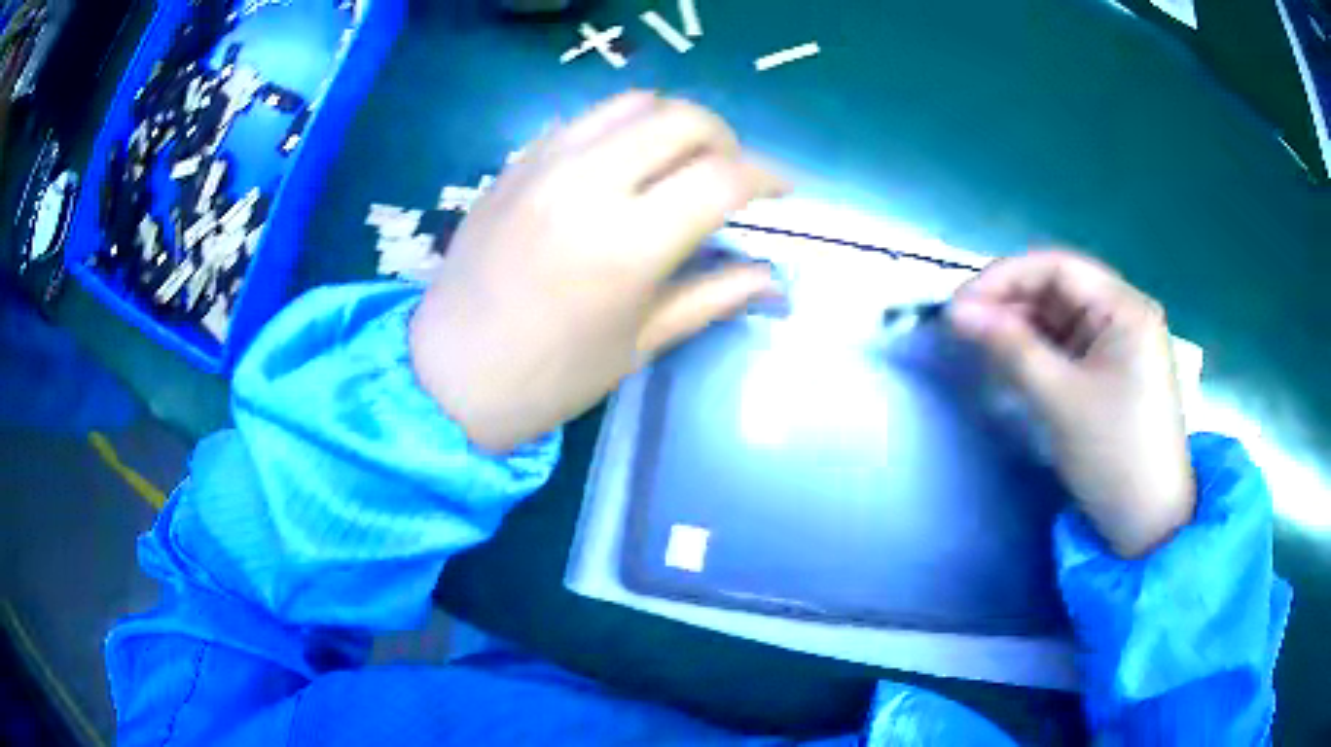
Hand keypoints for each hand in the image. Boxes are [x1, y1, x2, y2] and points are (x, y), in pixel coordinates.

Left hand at [410, 92, 787, 452]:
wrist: (449, 374)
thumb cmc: (549, 377)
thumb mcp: (639, 343)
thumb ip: (713, 297)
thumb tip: (772, 278)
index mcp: (625, 244)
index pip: (722, 177)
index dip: (767, 177)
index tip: (781, 192)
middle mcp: (586, 184)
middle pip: (682, 119)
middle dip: (726, 140)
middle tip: (731, 176)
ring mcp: (543, 164)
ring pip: (633, 104)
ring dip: (674, 124)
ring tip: (679, 163)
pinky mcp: (515, 162)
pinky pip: (584, 119)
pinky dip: (622, 129)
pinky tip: (623, 166)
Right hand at [947, 250, 1194, 558]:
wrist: (1148, 524)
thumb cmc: (1113, 455)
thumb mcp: (1059, 399)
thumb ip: (1009, 347)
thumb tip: (957, 312)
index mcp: (1125, 308)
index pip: (1057, 267)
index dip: (1004, 277)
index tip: (959, 305)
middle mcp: (1126, 315)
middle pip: (1059, 290)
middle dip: (1011, 304)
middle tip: (963, 329)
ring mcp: (1121, 345)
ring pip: (1061, 320)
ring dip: (1022, 330)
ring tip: (982, 348)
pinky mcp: (1114, 373)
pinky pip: (1070, 348)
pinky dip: (1039, 353)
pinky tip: (1013, 365)